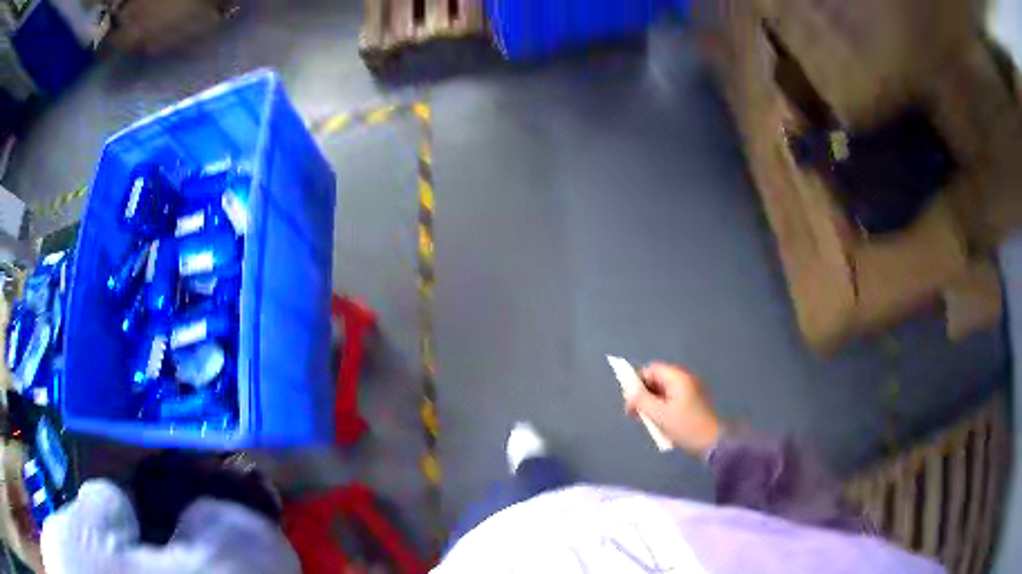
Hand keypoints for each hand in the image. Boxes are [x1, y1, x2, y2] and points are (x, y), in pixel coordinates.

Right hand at [624, 362, 722, 457]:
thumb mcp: (659, 414)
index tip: (631, 402)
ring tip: (648, 421)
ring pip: (664, 391)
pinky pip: (672, 400)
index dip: (637, 382)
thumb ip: (641, 401)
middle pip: (657, 379)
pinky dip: (663, 408)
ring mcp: (691, 391)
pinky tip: (661, 423)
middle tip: (636, 414)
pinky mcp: (694, 403)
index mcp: (677, 377)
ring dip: (652, 403)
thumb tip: (629, 393)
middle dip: (644, 395)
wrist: (713, 442)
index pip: (651, 370)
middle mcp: (685, 379)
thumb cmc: (685, 426)